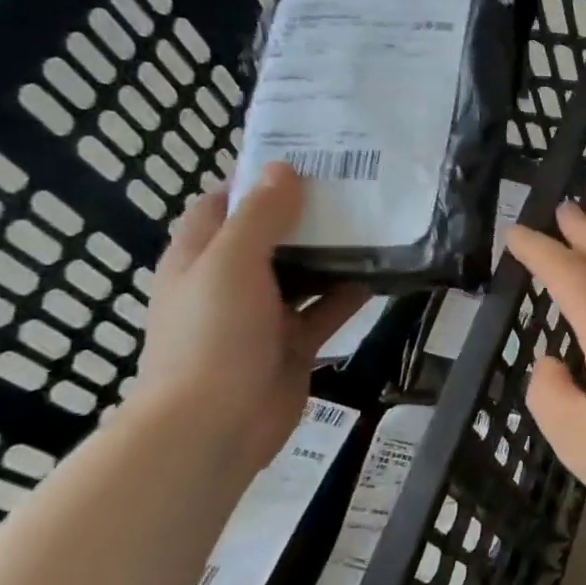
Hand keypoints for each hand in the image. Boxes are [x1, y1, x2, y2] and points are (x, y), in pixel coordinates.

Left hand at [133, 163, 367, 475]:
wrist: (214, 426)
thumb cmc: (212, 338)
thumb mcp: (231, 266)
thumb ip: (260, 218)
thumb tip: (285, 170)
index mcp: (201, 258)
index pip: (223, 204)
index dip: (257, 179)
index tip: (305, 158)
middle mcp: (231, 281)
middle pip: (271, 235)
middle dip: (307, 211)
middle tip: (357, 186)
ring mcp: (264, 314)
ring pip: (304, 271)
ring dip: (335, 251)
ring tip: (379, 222)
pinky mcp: (294, 341)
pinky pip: (328, 308)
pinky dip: (352, 292)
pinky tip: (385, 274)